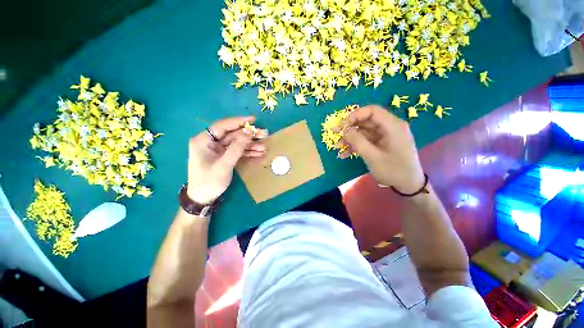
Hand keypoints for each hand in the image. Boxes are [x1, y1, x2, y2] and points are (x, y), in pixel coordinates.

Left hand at [187, 116, 267, 204]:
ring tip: (264, 147)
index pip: (223, 126)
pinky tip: (259, 153)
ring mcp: (218, 150)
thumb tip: (249, 133)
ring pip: (237, 143)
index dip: (239, 122)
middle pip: (233, 134)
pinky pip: (237, 151)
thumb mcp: (224, 164)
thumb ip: (237, 148)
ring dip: (251, 145)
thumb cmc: (209, 181)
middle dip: (249, 136)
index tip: (253, 120)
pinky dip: (247, 152)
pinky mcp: (224, 156)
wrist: (203, 198)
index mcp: (204, 140)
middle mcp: (211, 142)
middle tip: (264, 134)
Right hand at [336, 105, 424, 193]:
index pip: (372, 111)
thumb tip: (345, 130)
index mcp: (393, 126)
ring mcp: (385, 135)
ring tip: (338, 147)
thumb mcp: (372, 156)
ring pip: (364, 131)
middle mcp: (389, 127)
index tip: (342, 125)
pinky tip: (345, 153)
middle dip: (349, 127)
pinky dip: (356, 145)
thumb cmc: (393, 170)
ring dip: (350, 138)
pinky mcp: (381, 143)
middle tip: (335, 134)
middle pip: (366, 120)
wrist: (408, 184)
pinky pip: (366, 140)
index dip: (355, 115)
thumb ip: (357, 141)